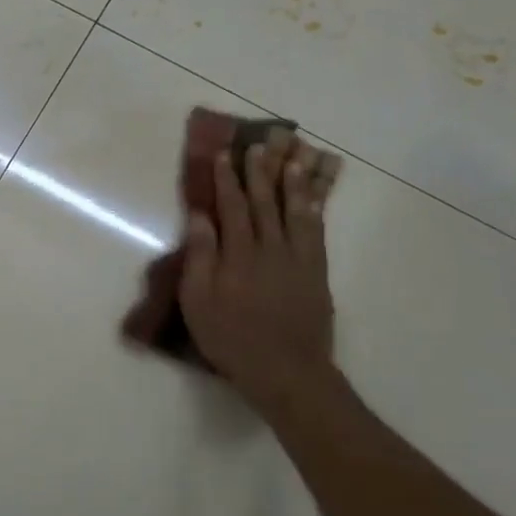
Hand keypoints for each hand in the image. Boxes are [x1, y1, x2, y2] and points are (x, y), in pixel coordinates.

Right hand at [178, 131, 338, 413]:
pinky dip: (314, 209)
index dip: (227, 180)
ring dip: (293, 181)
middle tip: (259, 145)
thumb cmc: (231, 337)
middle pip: (265, 202)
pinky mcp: (317, 272)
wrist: (286, 370)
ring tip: (293, 157)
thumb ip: (200, 256)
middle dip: (260, 172)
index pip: (232, 207)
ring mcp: (299, 259)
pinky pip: (316, 231)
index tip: (223, 155)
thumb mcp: (199, 301)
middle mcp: (271, 248)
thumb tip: (200, 217)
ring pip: (296, 210)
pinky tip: (313, 197)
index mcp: (238, 254)